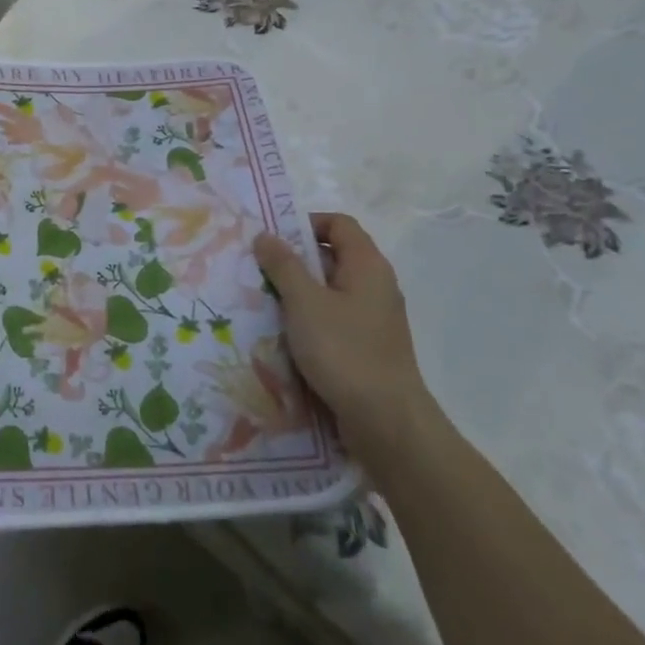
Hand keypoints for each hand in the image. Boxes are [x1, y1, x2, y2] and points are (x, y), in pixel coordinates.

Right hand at [254, 213, 437, 457]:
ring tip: (265, 302)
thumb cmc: (344, 350)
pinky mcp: (367, 345)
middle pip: (333, 255)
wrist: (385, 420)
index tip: (273, 240)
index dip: (305, 223)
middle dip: (295, 259)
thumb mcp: (304, 302)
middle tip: (259, 270)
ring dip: (298, 292)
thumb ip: (283, 265)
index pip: (339, 223)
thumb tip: (265, 235)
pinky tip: (286, 334)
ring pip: (330, 290)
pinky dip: (309, 318)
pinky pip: (334, 317)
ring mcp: (374, 317)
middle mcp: (376, 285)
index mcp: (368, 265)